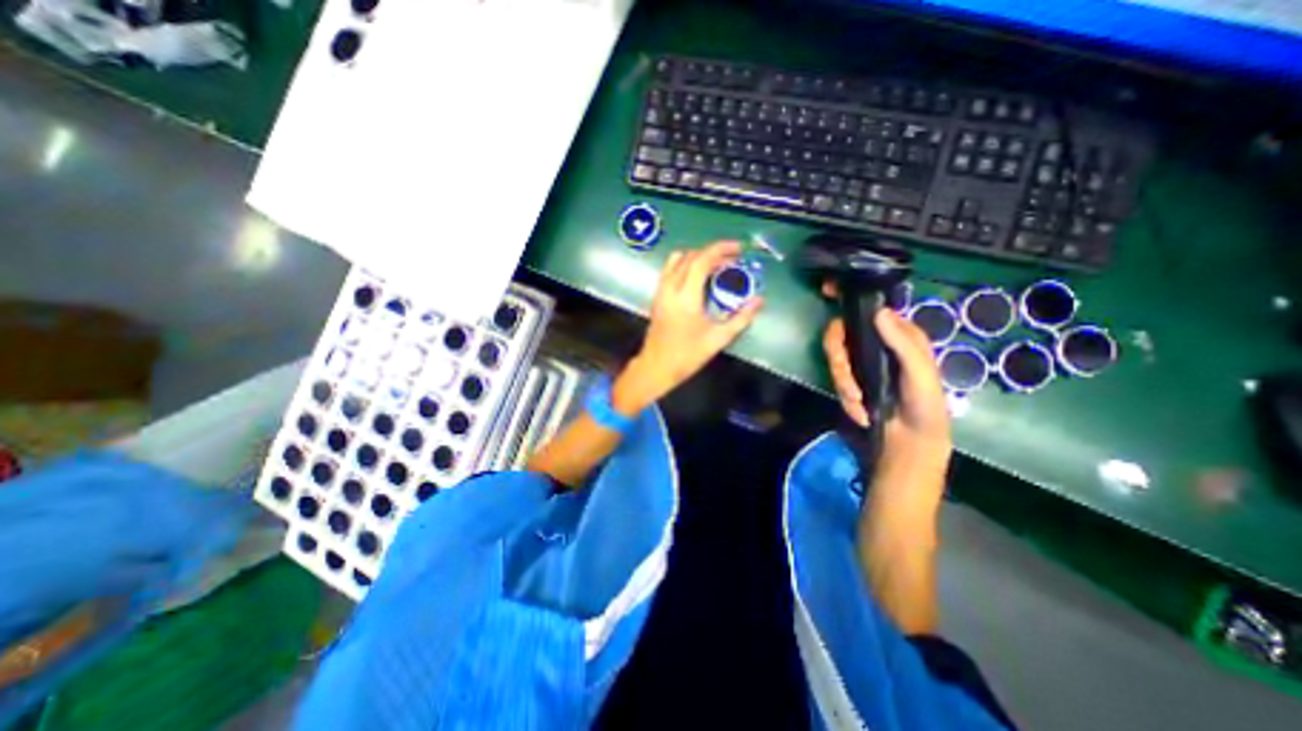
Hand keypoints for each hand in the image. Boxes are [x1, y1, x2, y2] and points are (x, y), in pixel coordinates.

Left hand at [612, 242, 764, 413]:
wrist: (657, 367)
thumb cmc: (687, 355)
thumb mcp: (718, 339)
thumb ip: (741, 318)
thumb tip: (759, 301)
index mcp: (686, 296)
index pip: (702, 260)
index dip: (721, 249)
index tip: (738, 249)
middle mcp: (670, 288)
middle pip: (690, 257)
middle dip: (712, 252)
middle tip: (732, 260)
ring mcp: (660, 291)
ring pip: (677, 260)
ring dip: (697, 257)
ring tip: (715, 266)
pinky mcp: (657, 297)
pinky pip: (670, 270)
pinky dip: (685, 265)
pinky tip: (697, 278)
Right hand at [827, 304, 953, 453]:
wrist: (910, 441)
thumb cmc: (924, 404)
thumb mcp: (920, 373)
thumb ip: (902, 343)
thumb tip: (878, 312)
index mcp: (898, 333)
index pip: (869, 307)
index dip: (847, 296)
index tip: (826, 290)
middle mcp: (876, 342)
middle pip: (840, 333)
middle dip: (839, 361)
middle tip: (848, 385)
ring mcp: (860, 360)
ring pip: (834, 357)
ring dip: (843, 383)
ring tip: (859, 404)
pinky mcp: (850, 378)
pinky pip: (835, 379)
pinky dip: (845, 397)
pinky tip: (860, 412)